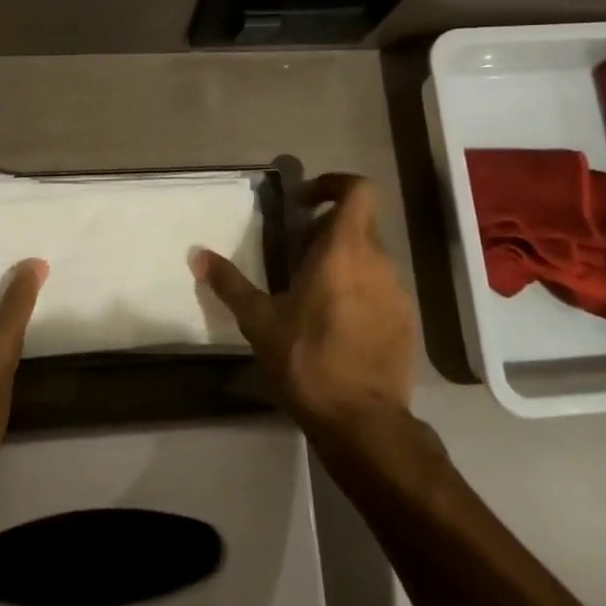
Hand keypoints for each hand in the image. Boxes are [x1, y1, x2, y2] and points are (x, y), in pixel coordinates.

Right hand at [194, 174, 418, 434]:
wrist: (362, 420)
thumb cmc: (306, 359)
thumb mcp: (259, 321)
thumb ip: (229, 283)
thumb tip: (197, 254)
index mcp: (344, 250)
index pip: (357, 190)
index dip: (333, 184)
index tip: (304, 203)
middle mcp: (379, 262)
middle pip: (359, 224)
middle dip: (328, 230)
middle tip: (296, 254)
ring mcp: (399, 293)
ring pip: (372, 258)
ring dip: (344, 262)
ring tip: (313, 292)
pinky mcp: (408, 321)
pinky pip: (383, 288)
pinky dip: (360, 290)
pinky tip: (337, 324)